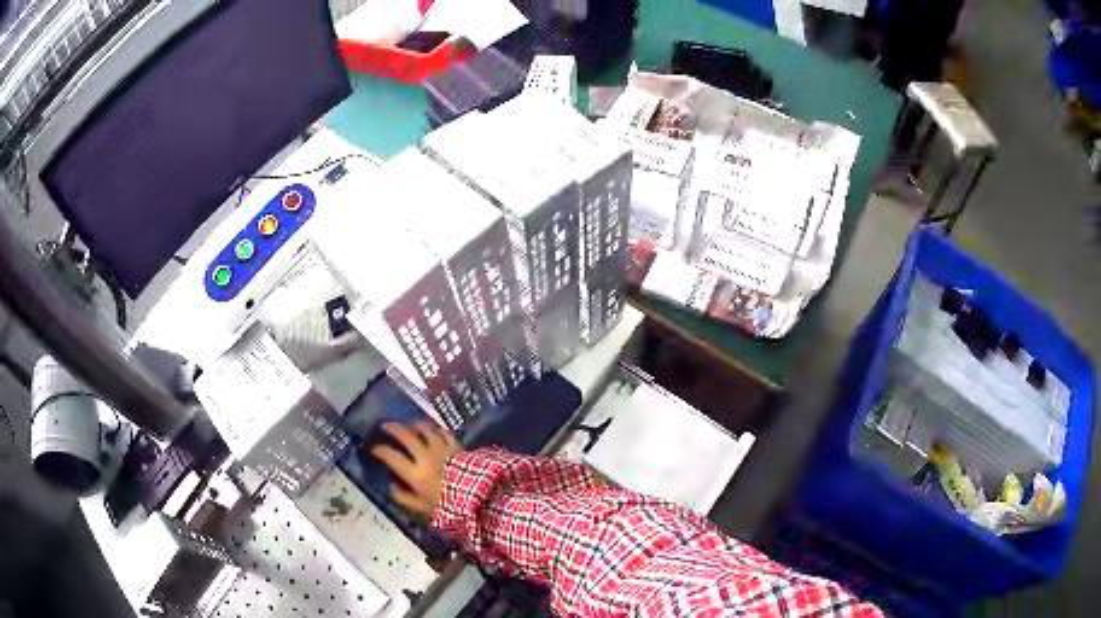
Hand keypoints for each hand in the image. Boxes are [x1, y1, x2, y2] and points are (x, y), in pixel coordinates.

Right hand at [369, 421, 460, 518]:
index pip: (391, 456)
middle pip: (406, 436)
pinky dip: (436, 429)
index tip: (374, 448)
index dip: (380, 450)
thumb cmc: (450, 507)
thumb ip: (405, 498)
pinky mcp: (457, 446)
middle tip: (385, 426)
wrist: (481, 500)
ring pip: (425, 429)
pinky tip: (434, 430)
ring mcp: (442, 449)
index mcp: (415, 474)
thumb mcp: (423, 509)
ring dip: (415, 425)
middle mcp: (426, 457)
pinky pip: (444, 433)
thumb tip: (391, 487)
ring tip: (409, 425)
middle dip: (393, 429)